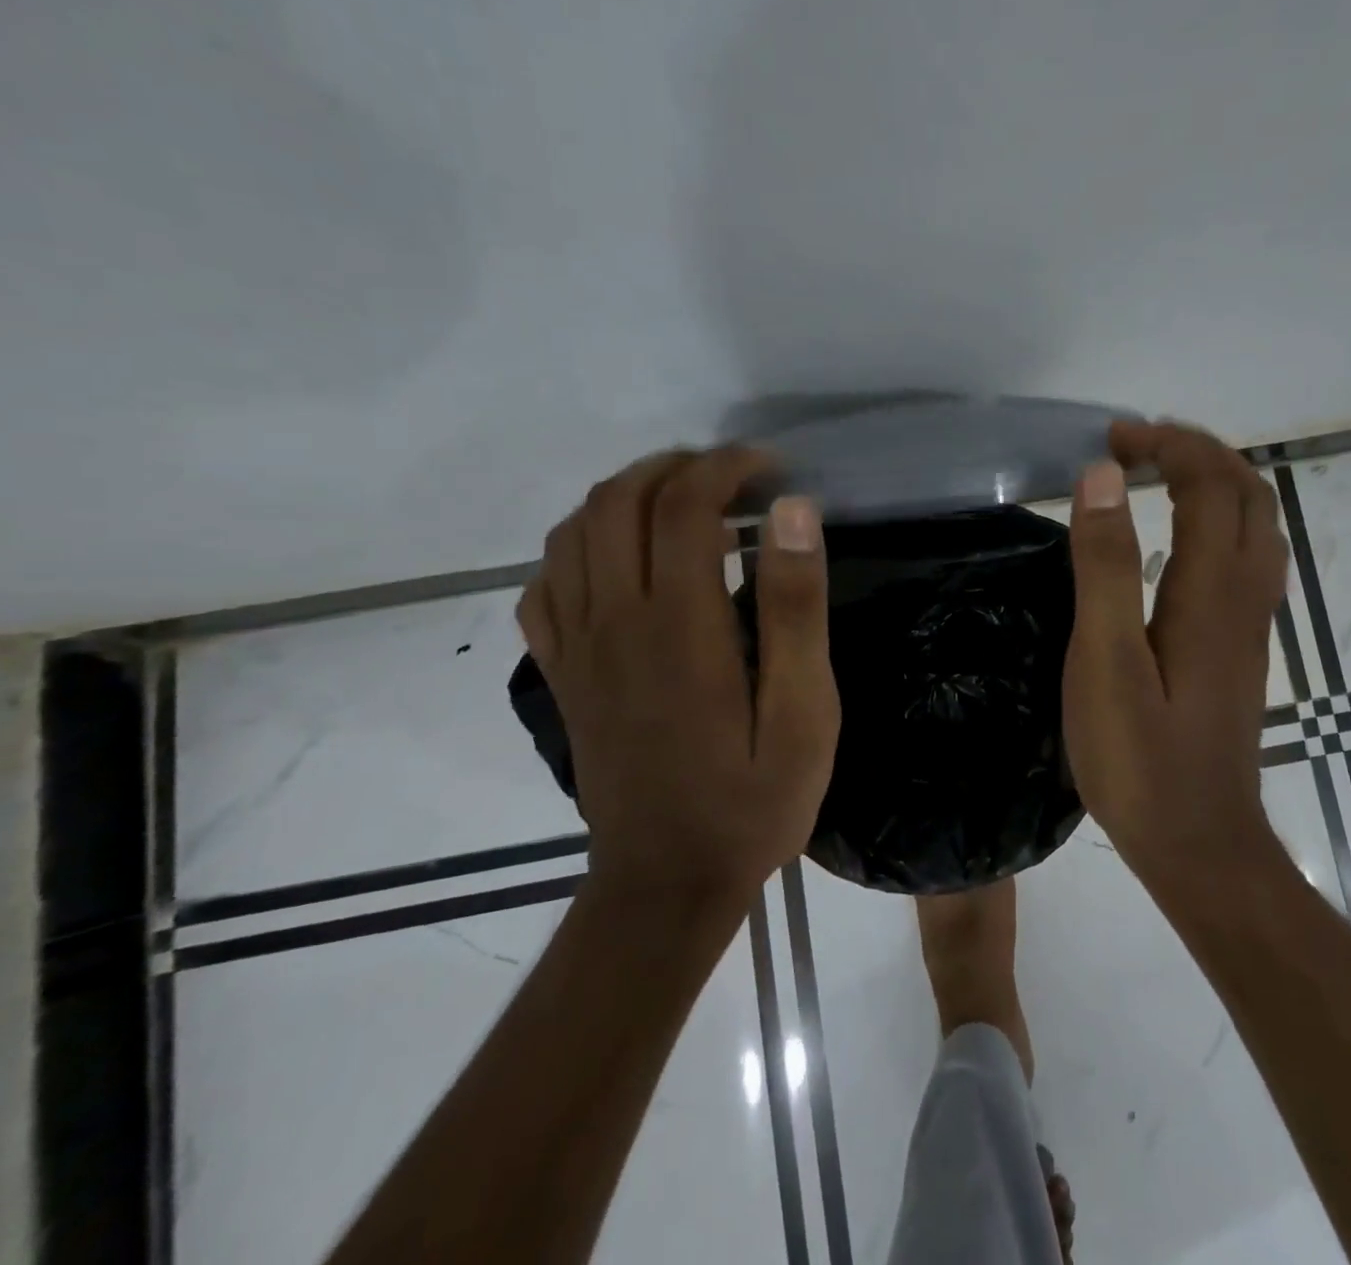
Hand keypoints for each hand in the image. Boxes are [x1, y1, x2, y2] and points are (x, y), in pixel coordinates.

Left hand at [516, 449, 840, 906]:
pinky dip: (579, 550)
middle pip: (617, 502)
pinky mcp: (562, 675)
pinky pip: (545, 585)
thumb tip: (794, 512)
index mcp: (679, 626)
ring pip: (573, 533)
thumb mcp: (805, 711)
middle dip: (674, 468)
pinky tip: (621, 564)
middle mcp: (615, 622)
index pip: (683, 505)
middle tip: (731, 480)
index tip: (771, 469)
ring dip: (625, 498)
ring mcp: (577, 648)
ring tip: (681, 508)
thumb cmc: (752, 799)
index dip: (726, 467)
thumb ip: (795, 609)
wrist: (667, 883)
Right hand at [1062, 422, 1289, 889]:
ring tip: (1158, 475)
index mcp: (1211, 591)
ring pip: (1257, 524)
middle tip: (1135, 445)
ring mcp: (1251, 624)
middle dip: (1197, 451)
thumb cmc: (1140, 760)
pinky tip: (1180, 540)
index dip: (1166, 446)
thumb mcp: (1106, 661)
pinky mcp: (1242, 648)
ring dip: (1215, 481)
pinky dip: (1219, 520)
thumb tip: (1103, 478)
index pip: (1210, 485)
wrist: (1199, 845)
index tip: (1111, 439)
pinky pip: (1248, 556)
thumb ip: (1105, 567)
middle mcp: (1246, 596)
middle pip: (1249, 494)